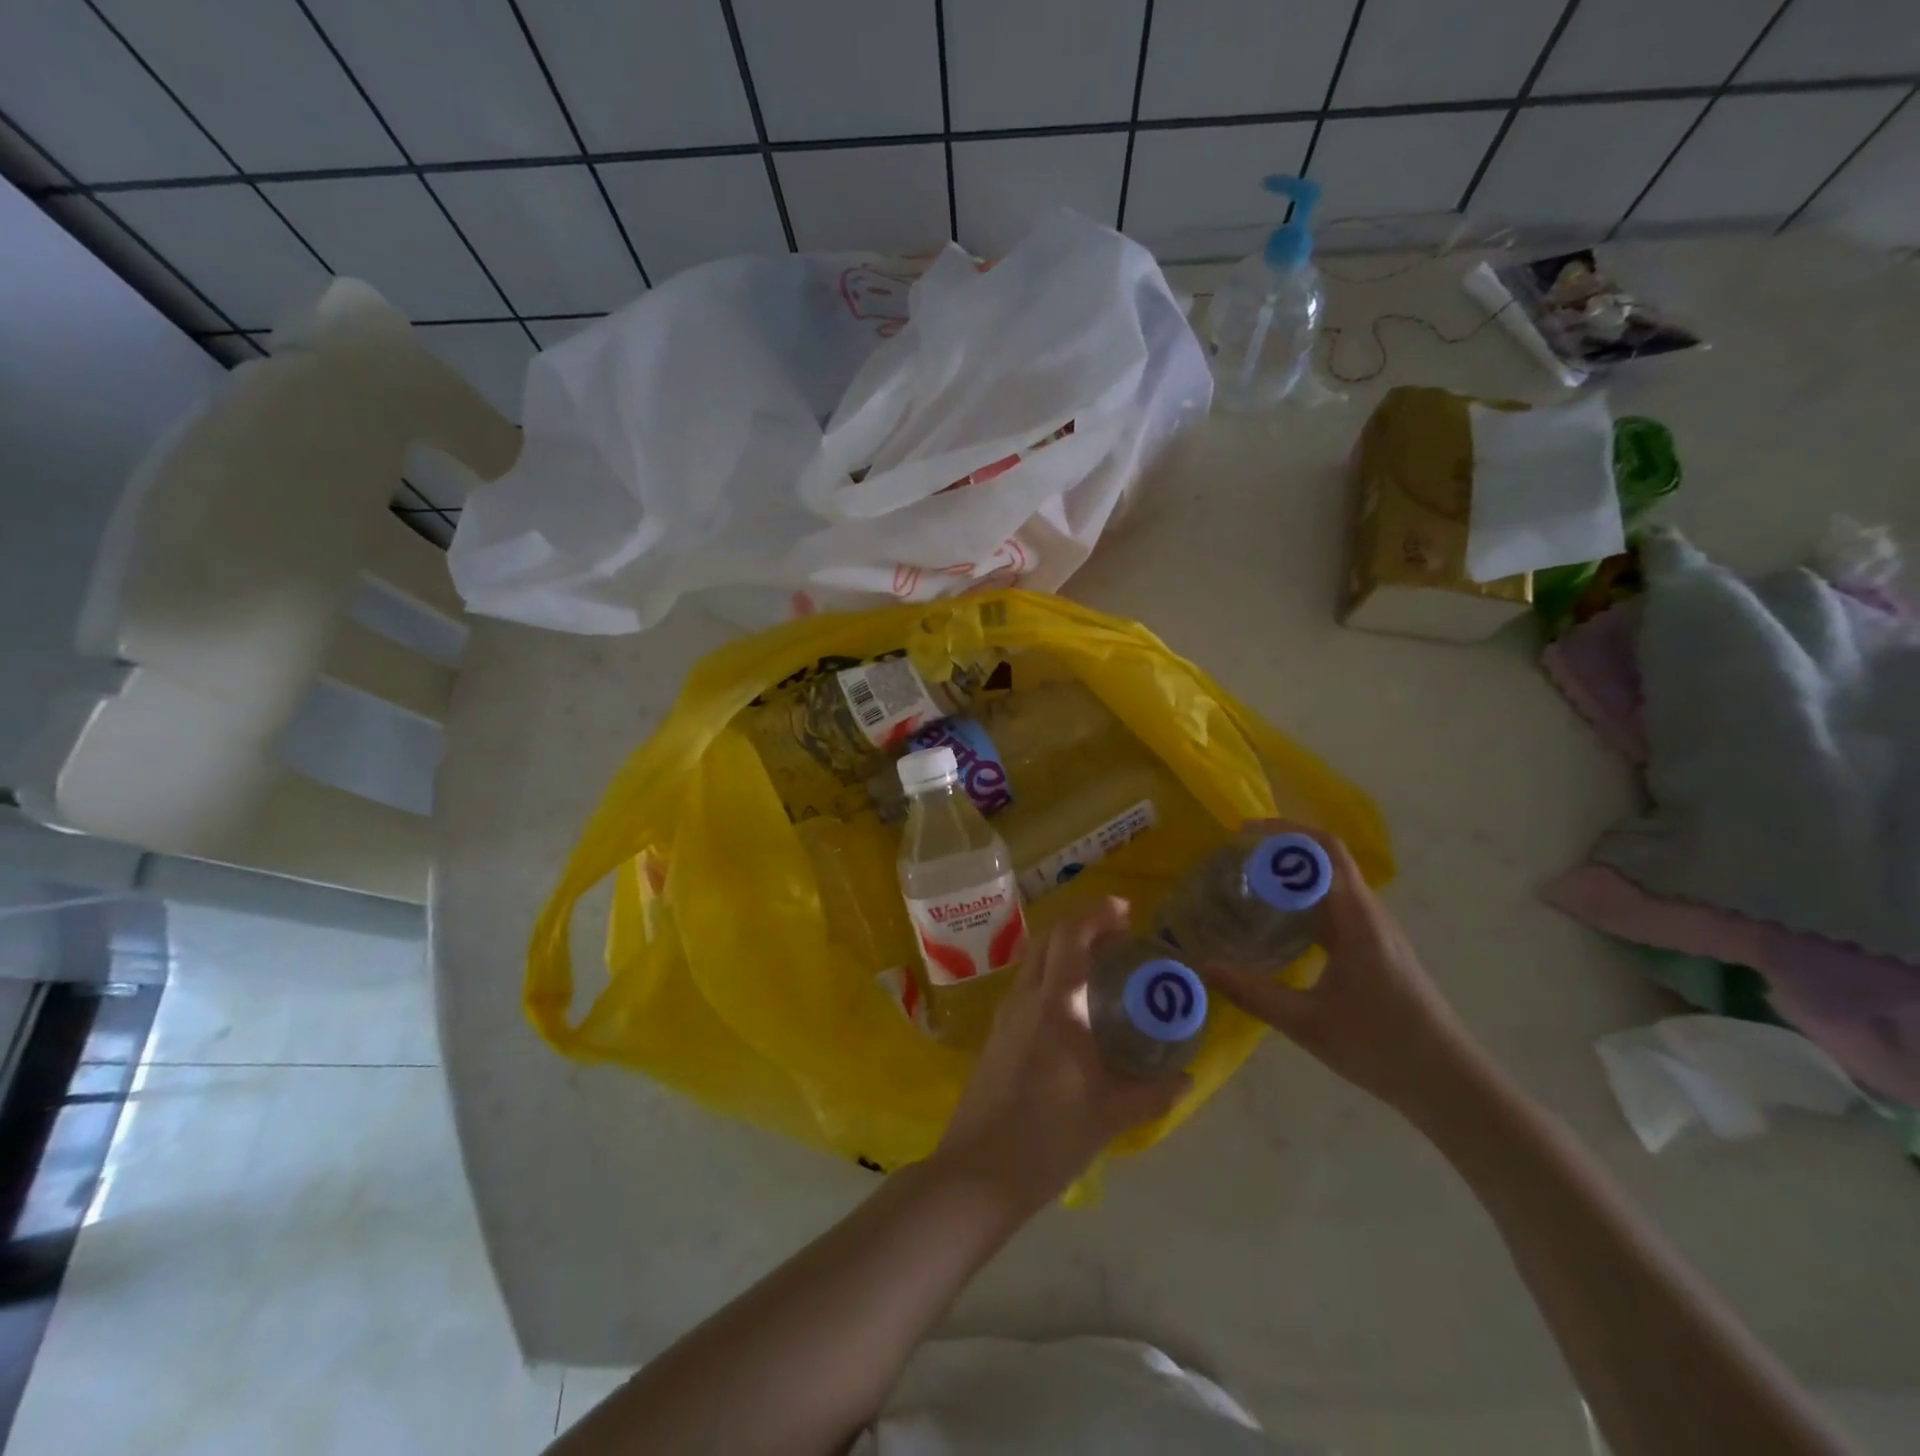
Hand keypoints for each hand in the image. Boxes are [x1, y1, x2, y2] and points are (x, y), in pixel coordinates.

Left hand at [935, 897, 1186, 1210]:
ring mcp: (1005, 1016)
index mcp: (1055, 1006)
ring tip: (1099, 970)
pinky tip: (1071, 1009)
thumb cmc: (1048, 1139)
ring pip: (1033, 961)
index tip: (1126, 912)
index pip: (1071, 936)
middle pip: (1048, 939)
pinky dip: (1050, 976)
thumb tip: (1185, 1079)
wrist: (979, 1172)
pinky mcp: (996, 1036)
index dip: (1097, 913)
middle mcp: (1025, 999)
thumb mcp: (1109, 1116)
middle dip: (1082, 926)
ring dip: (1063, 951)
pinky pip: (1026, 987)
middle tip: (1118, 938)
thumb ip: (1150, 1093)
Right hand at [1201, 822, 1483, 1115]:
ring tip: (1248, 880)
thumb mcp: (1309, 1024)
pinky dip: (1303, 898)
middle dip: (1282, 847)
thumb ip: (1254, 994)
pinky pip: (1335, 905)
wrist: (1449, 1084)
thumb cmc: (1383, 1048)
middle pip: (1328, 858)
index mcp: (1358, 920)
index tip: (1241, 835)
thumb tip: (1205, 967)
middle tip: (1235, 855)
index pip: (1325, 851)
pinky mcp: (1374, 947)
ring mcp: (1375, 930)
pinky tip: (1277, 921)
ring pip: (1332, 882)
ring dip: (1293, 871)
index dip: (1284, 833)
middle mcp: (1369, 914)